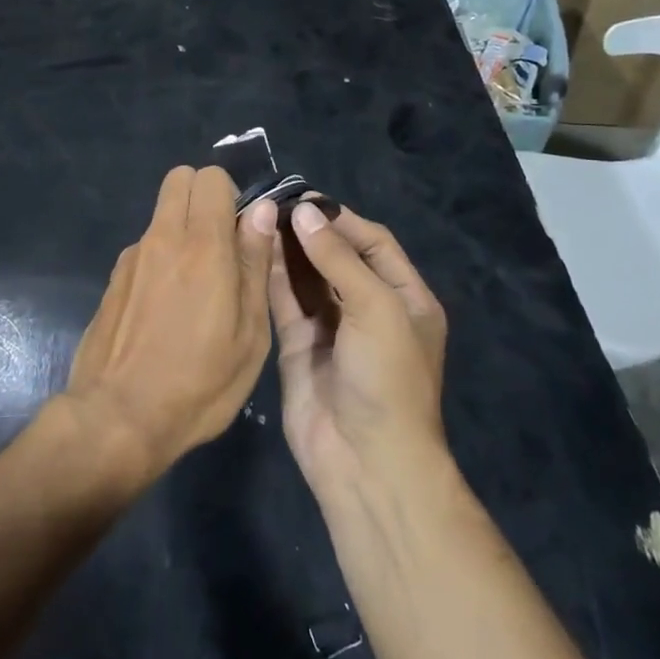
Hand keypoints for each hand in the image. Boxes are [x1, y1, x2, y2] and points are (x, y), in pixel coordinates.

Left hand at [64, 167, 276, 485]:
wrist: (118, 417)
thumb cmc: (200, 382)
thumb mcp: (249, 333)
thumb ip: (254, 263)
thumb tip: (261, 210)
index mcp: (202, 245)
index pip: (210, 177)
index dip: (231, 194)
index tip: (243, 231)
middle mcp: (162, 238)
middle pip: (179, 179)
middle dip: (204, 197)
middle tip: (222, 245)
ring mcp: (131, 257)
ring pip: (162, 215)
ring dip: (182, 230)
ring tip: (195, 290)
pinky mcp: (113, 280)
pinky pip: (145, 249)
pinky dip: (161, 260)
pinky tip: (166, 311)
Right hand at [270, 202, 448, 496]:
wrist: (365, 459)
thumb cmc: (387, 376)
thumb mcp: (376, 308)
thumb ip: (338, 258)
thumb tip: (303, 211)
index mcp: (405, 299)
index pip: (375, 244)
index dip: (343, 220)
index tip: (306, 199)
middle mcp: (369, 309)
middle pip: (338, 257)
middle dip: (311, 231)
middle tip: (275, 203)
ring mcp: (332, 328)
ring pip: (308, 277)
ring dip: (288, 249)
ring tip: (259, 217)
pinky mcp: (300, 346)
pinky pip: (285, 302)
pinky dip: (272, 276)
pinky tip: (254, 249)